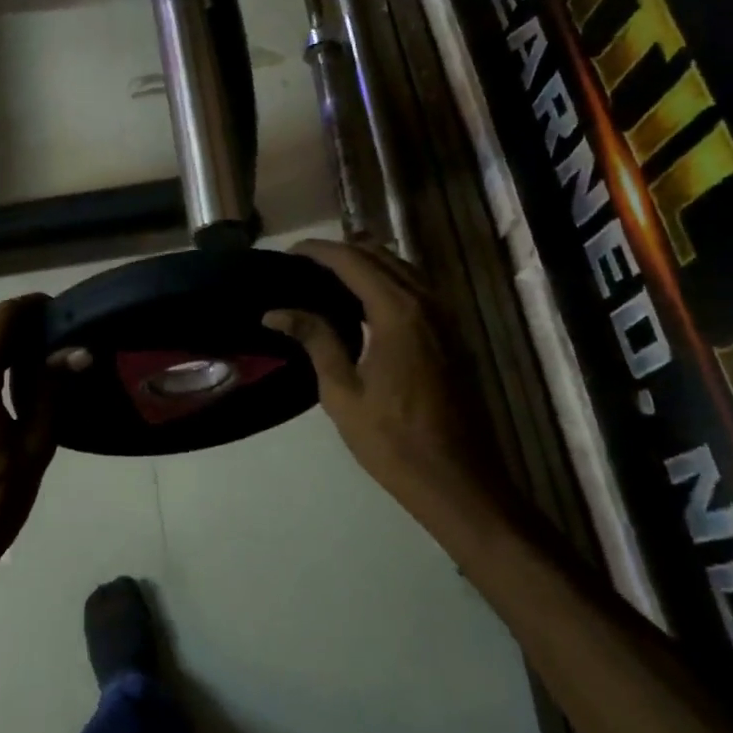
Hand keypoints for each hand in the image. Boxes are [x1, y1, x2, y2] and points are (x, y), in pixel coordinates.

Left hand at [0, 295, 57, 587]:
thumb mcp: (34, 445)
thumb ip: (51, 390)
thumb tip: (76, 350)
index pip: (2, 317)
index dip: (31, 306)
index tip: (61, 309)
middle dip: (18, 320)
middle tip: (57, 332)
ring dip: (1, 340)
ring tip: (41, 355)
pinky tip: (12, 382)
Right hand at [264, 240, 502, 526]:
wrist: (457, 481)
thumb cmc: (392, 440)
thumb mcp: (342, 391)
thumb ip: (315, 340)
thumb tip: (276, 311)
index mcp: (398, 313)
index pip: (353, 261)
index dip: (318, 251)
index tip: (287, 253)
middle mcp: (427, 303)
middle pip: (381, 257)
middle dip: (341, 252)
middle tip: (302, 265)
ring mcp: (445, 318)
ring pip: (403, 269)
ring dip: (366, 264)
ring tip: (326, 278)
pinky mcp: (452, 335)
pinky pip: (416, 290)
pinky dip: (386, 282)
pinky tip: (362, 304)